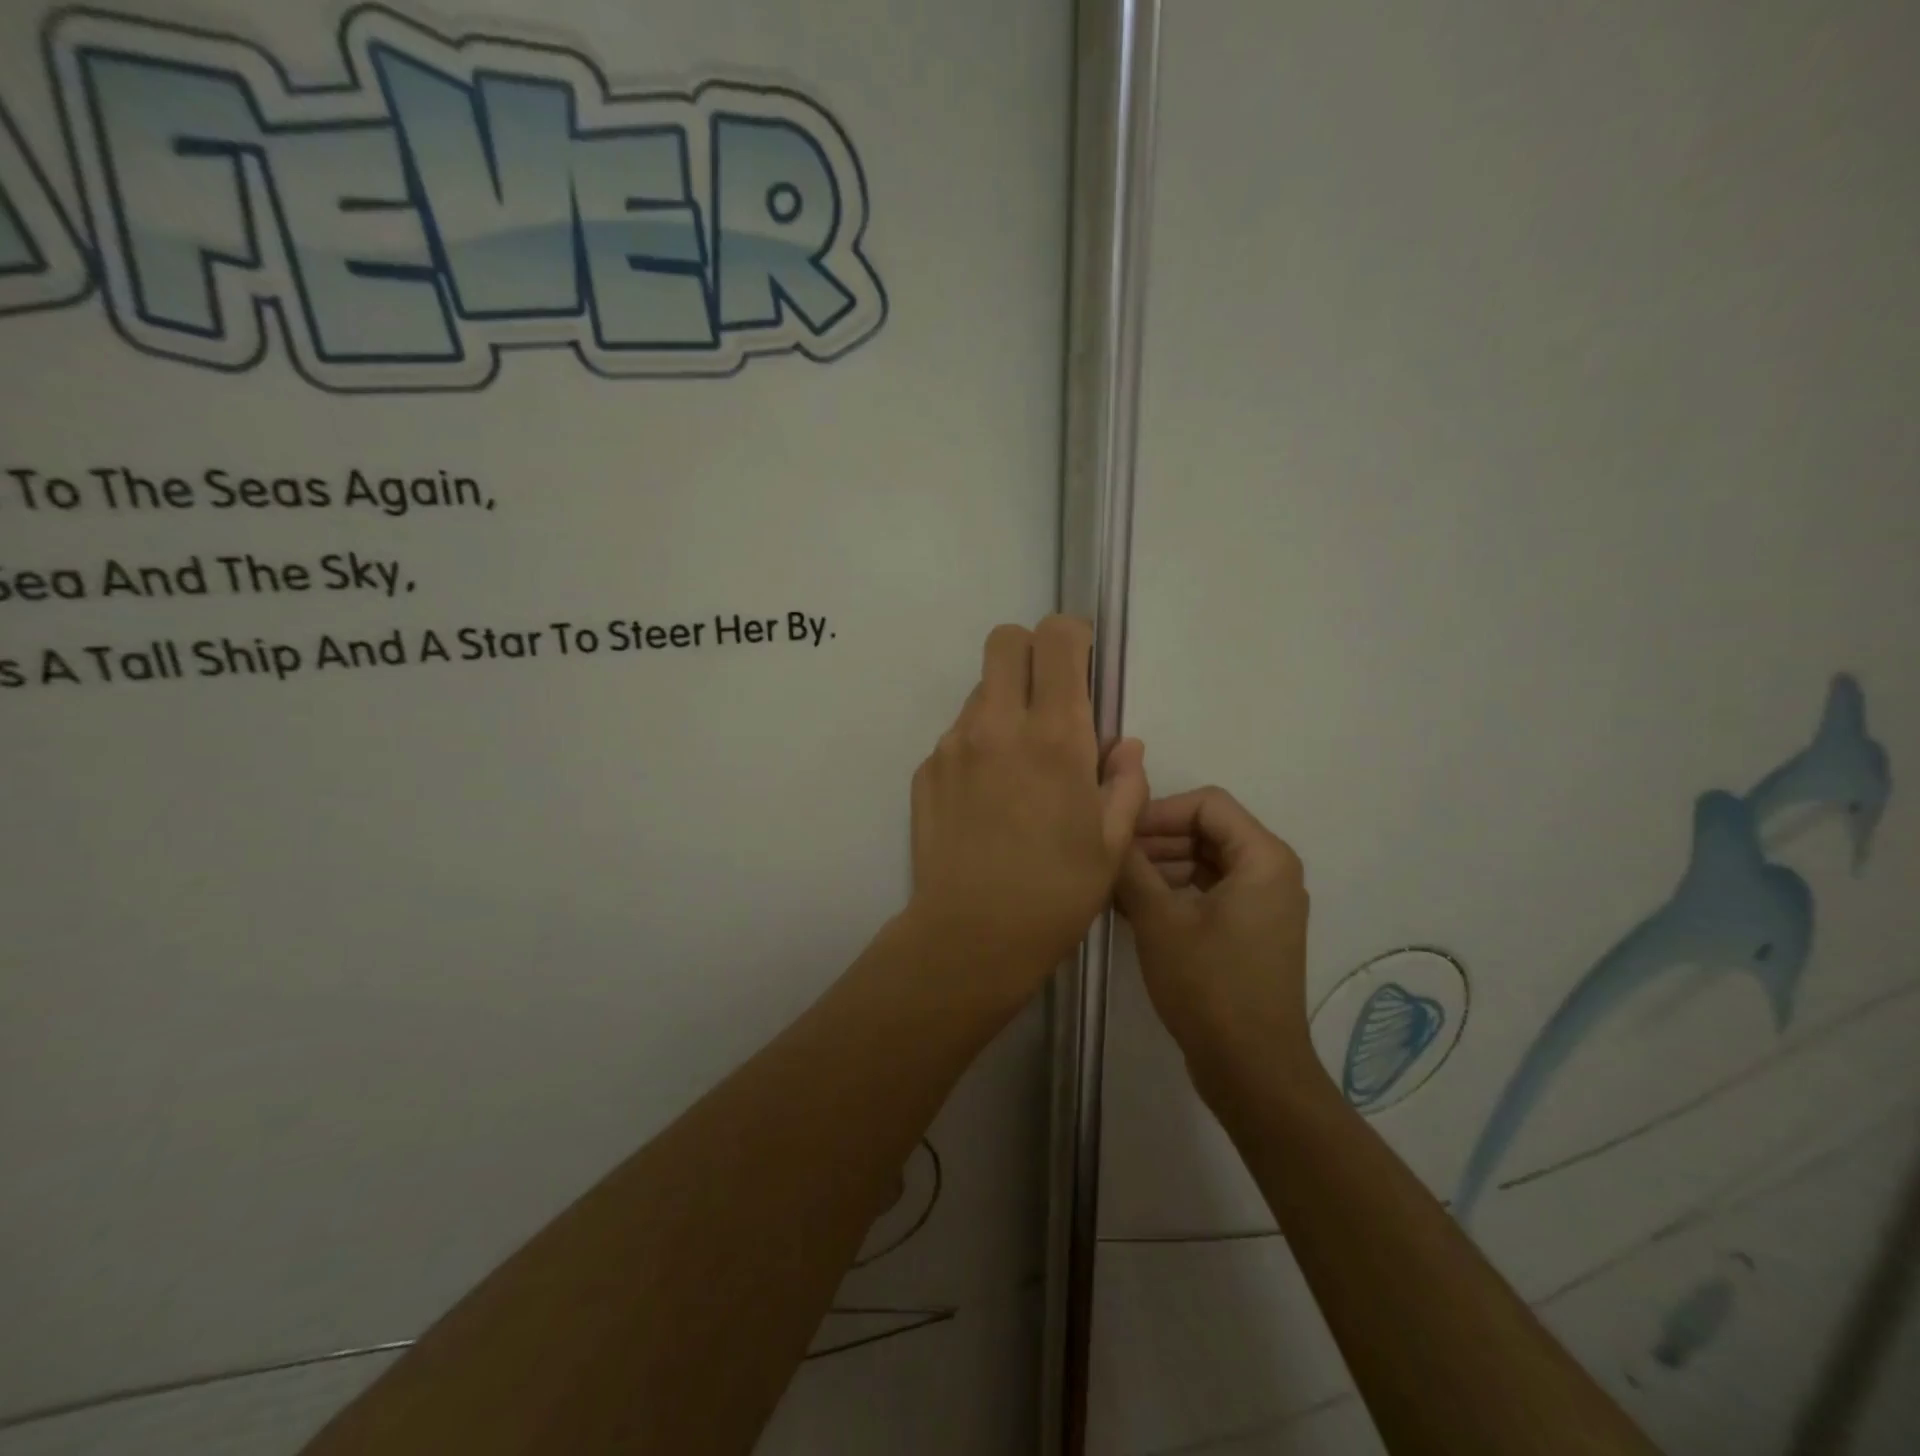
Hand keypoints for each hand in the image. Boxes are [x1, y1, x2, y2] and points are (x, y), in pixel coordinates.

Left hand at [907, 617, 1148, 998]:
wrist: (972, 935)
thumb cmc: (1056, 892)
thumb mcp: (1112, 843)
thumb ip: (1125, 783)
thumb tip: (1124, 746)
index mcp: (1055, 735)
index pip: (1056, 639)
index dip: (1073, 637)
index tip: (1083, 664)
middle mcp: (997, 724)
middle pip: (1005, 641)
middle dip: (1031, 652)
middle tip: (1048, 696)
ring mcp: (954, 744)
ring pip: (979, 688)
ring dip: (1004, 703)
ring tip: (1018, 763)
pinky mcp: (926, 768)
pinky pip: (957, 733)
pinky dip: (978, 744)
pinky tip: (987, 796)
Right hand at [1116, 787, 1313, 1092]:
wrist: (1251, 1069)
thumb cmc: (1209, 986)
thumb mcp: (1159, 920)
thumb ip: (1131, 866)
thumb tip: (1109, 830)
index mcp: (1263, 858)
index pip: (1207, 804)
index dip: (1159, 811)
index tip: (1119, 832)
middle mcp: (1272, 871)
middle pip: (1207, 830)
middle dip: (1156, 840)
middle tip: (1111, 859)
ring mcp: (1264, 903)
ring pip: (1205, 861)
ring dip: (1160, 867)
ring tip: (1115, 885)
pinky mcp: (1251, 930)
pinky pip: (1210, 891)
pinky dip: (1175, 891)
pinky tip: (1133, 907)